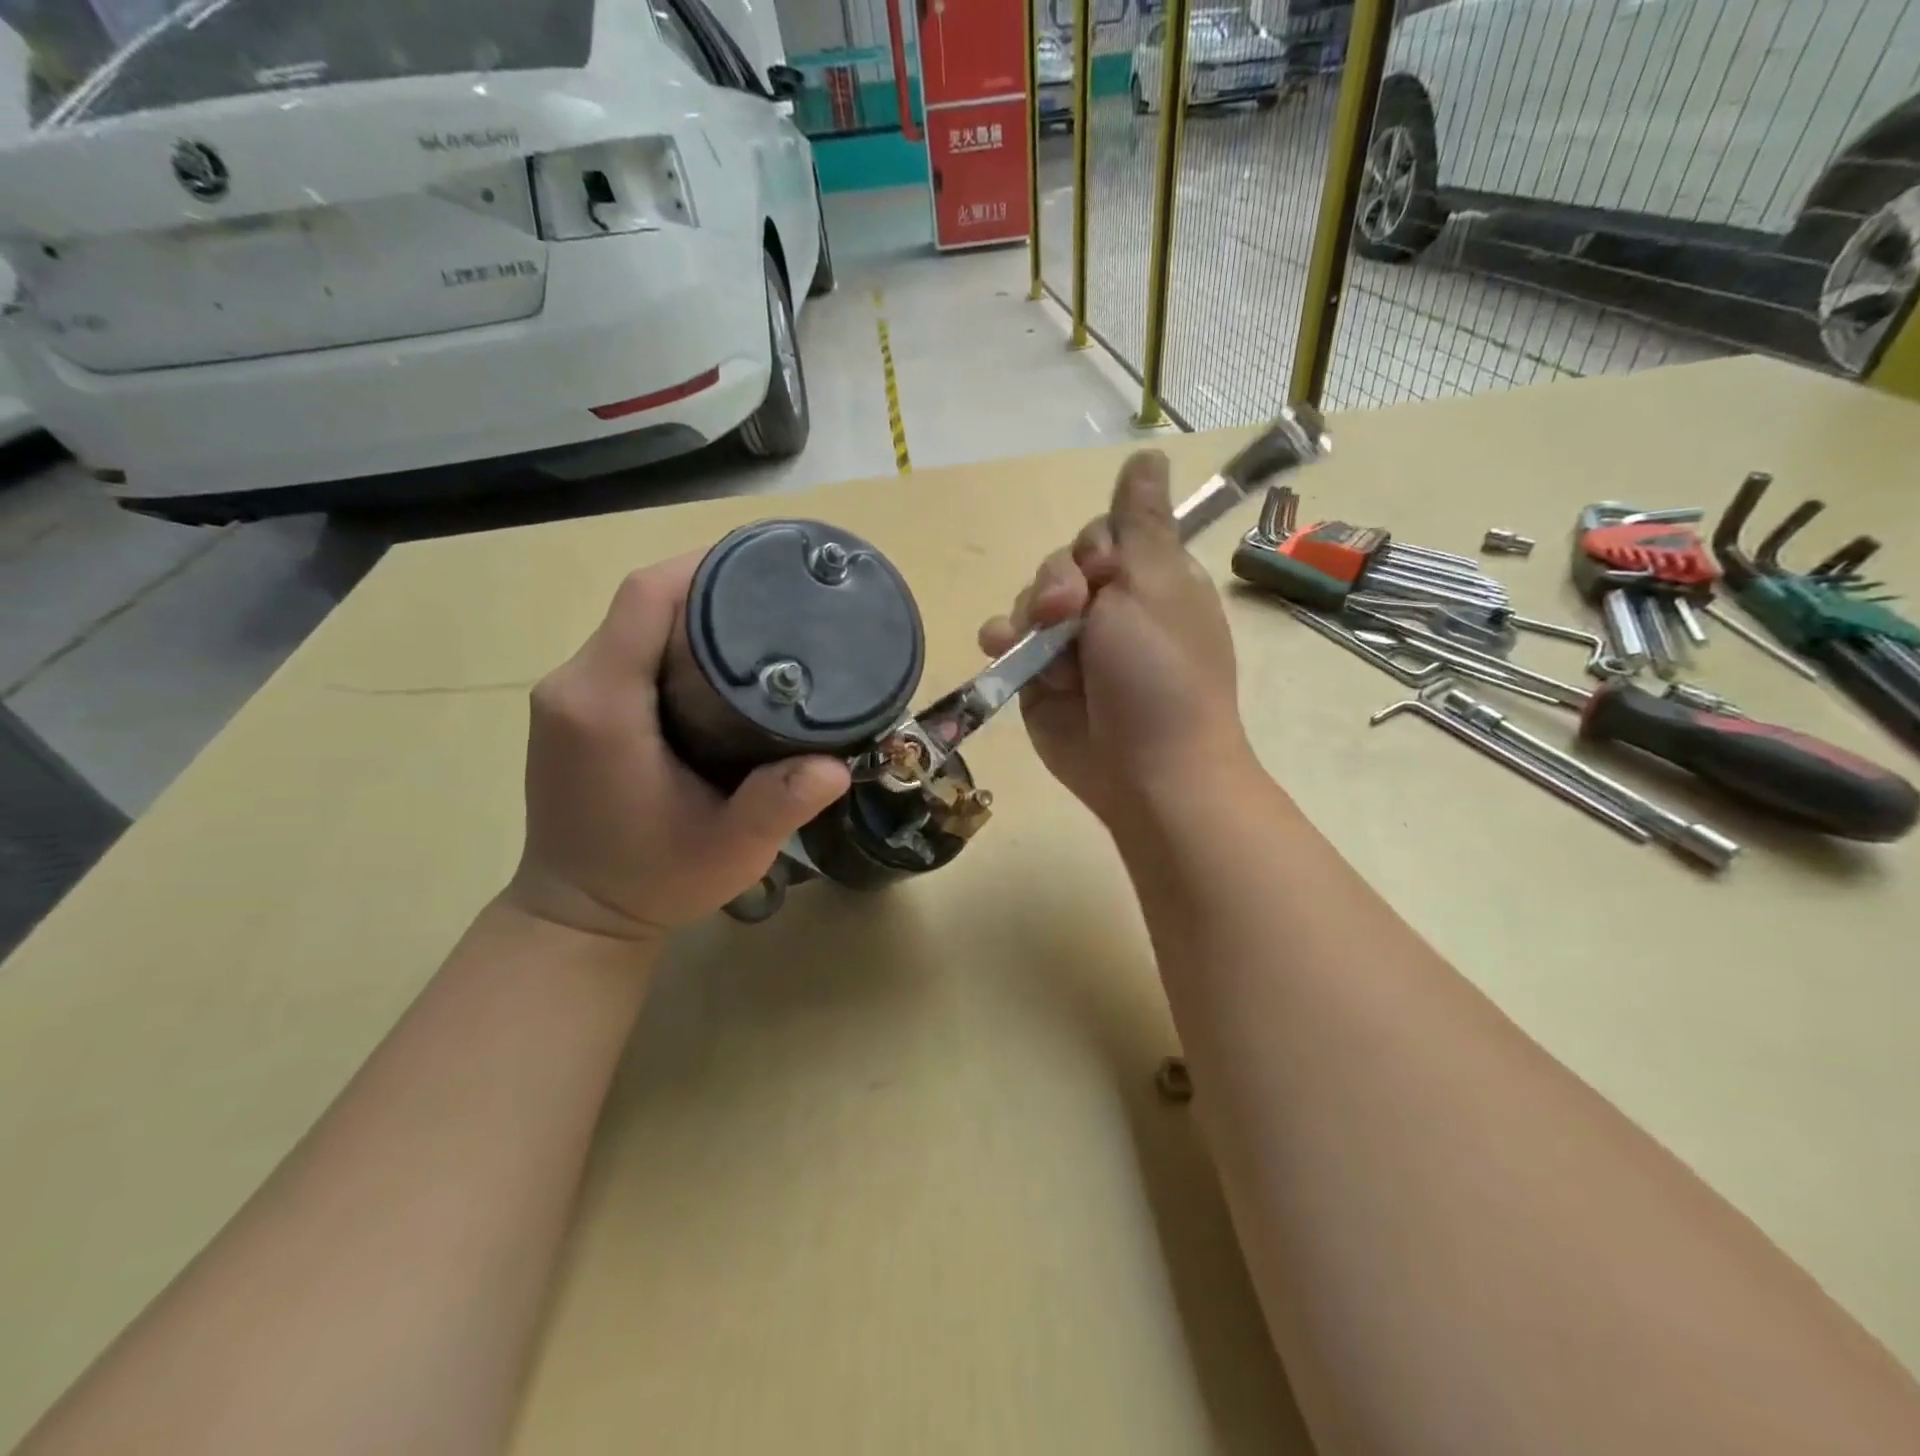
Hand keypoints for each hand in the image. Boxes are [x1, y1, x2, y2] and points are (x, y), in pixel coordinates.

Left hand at [507, 556, 850, 942]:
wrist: (578, 918)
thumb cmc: (652, 881)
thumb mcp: (730, 850)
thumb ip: (780, 805)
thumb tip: (838, 766)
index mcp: (604, 704)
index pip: (645, 597)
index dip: (704, 565)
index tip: (767, 564)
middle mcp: (574, 685)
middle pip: (642, 601)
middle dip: (710, 585)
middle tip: (782, 598)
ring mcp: (567, 697)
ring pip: (634, 623)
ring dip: (691, 611)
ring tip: (759, 622)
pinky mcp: (574, 710)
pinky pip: (625, 648)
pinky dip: (670, 638)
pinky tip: (717, 659)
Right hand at [977, 450, 1254, 830]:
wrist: (1146, 768)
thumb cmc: (1161, 672)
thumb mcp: (1155, 584)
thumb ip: (1140, 521)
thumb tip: (1149, 455)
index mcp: (1148, 580)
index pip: (1105, 533)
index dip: (1096, 546)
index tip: (1104, 570)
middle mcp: (1110, 607)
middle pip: (1062, 563)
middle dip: (1058, 583)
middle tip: (1070, 614)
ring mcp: (1071, 645)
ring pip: (1030, 599)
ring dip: (1030, 612)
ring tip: (1040, 641)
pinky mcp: (1038, 677)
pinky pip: (1008, 640)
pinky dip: (1001, 639)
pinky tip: (1001, 646)